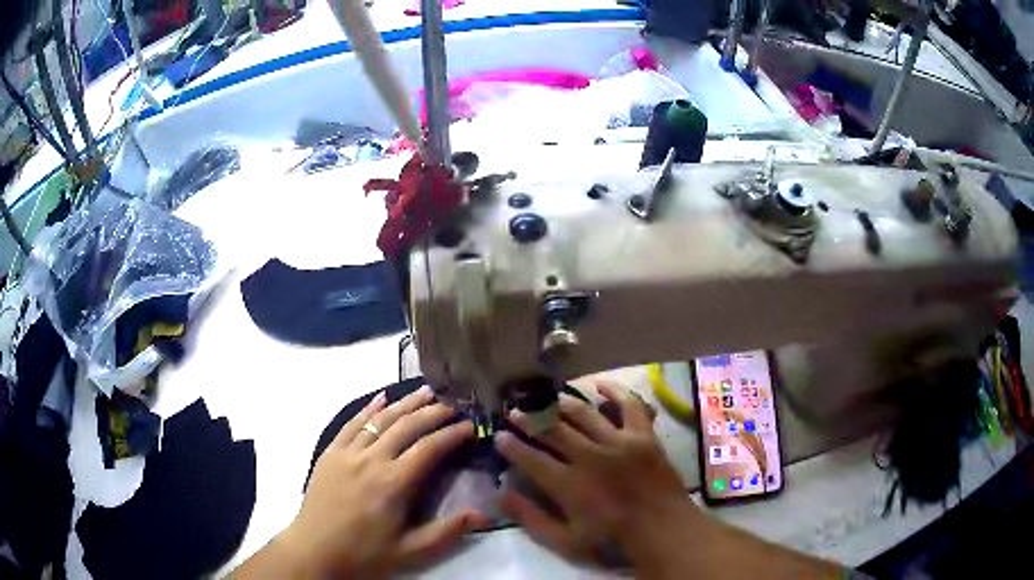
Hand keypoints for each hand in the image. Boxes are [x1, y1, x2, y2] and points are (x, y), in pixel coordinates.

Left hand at [278, 386, 489, 576]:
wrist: (315, 552)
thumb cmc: (365, 554)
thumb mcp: (410, 551)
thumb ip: (447, 532)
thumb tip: (484, 513)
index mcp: (393, 483)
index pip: (429, 448)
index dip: (452, 434)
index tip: (471, 426)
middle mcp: (371, 460)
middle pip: (406, 426)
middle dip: (433, 412)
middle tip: (454, 405)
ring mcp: (347, 453)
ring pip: (380, 419)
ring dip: (404, 403)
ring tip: (426, 391)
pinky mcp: (330, 453)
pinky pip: (351, 423)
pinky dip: (368, 408)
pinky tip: (381, 397)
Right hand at [495, 382, 693, 562]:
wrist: (662, 528)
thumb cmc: (612, 538)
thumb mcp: (565, 541)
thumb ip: (531, 519)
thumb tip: (501, 494)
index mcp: (569, 484)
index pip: (530, 458)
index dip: (511, 446)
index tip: (499, 436)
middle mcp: (590, 457)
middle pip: (552, 430)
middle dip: (529, 419)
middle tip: (516, 412)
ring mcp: (619, 442)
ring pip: (583, 414)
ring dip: (561, 405)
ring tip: (548, 400)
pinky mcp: (643, 435)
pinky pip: (628, 405)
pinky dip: (615, 392)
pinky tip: (600, 385)